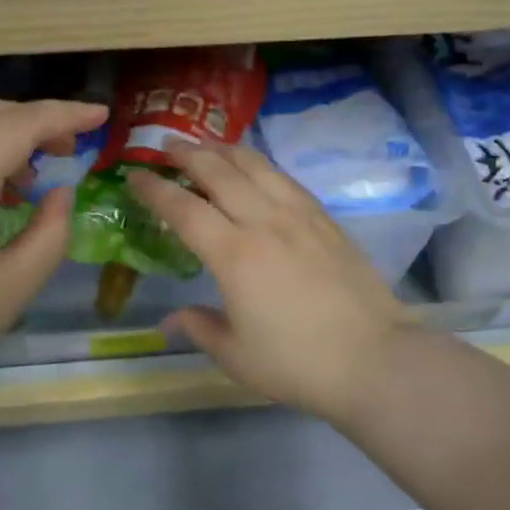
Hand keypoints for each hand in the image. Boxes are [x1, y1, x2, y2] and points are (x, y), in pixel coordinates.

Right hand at [126, 140, 424, 429]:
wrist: (374, 358)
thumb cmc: (298, 363)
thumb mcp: (237, 356)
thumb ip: (200, 328)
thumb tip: (171, 319)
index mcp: (234, 255)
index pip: (184, 210)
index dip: (155, 190)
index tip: (135, 176)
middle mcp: (264, 222)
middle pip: (220, 172)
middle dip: (189, 155)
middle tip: (168, 146)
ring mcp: (300, 216)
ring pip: (257, 166)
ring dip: (226, 150)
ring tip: (208, 146)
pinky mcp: (326, 219)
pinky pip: (286, 179)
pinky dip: (262, 166)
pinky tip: (257, 169)